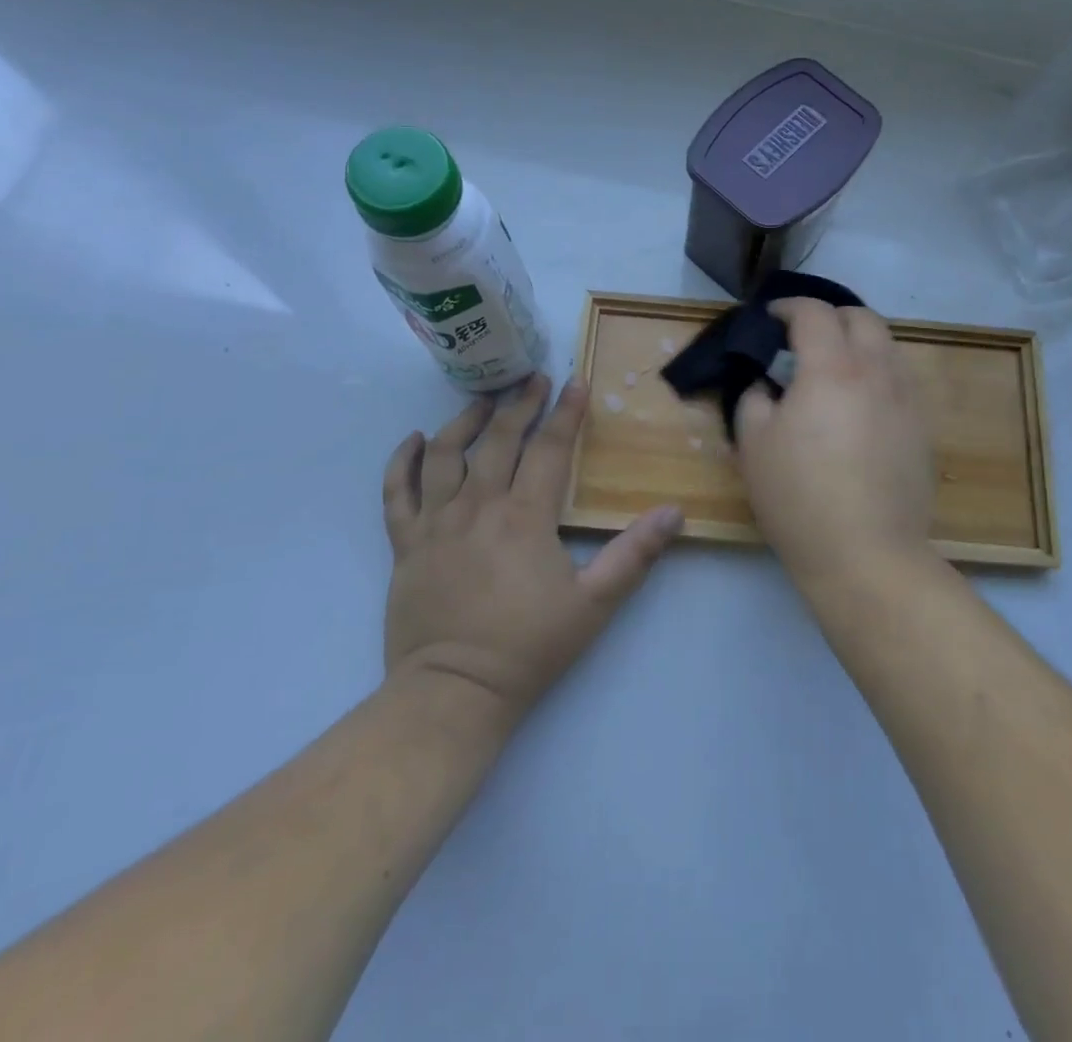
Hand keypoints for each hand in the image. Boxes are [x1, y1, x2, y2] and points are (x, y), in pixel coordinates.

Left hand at [381, 374, 681, 724]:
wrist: (454, 692)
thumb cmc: (528, 647)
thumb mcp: (594, 604)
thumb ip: (634, 555)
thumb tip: (674, 513)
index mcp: (525, 517)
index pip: (549, 449)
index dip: (565, 413)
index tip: (575, 382)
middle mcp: (478, 506)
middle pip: (498, 440)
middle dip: (519, 404)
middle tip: (533, 379)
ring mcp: (435, 523)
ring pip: (446, 454)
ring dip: (464, 421)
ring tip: (482, 401)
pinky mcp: (405, 544)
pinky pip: (397, 492)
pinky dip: (402, 461)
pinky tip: (414, 441)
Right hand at [734, 299, 936, 586]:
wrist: (867, 553)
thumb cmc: (799, 497)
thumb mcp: (753, 444)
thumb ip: (754, 399)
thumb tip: (767, 385)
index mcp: (832, 368)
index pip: (814, 313)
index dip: (788, 307)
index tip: (771, 318)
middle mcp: (876, 371)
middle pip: (861, 317)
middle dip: (830, 316)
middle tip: (804, 337)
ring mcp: (906, 399)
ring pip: (887, 346)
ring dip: (858, 342)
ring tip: (834, 367)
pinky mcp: (922, 428)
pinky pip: (900, 379)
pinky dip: (877, 372)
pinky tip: (860, 403)